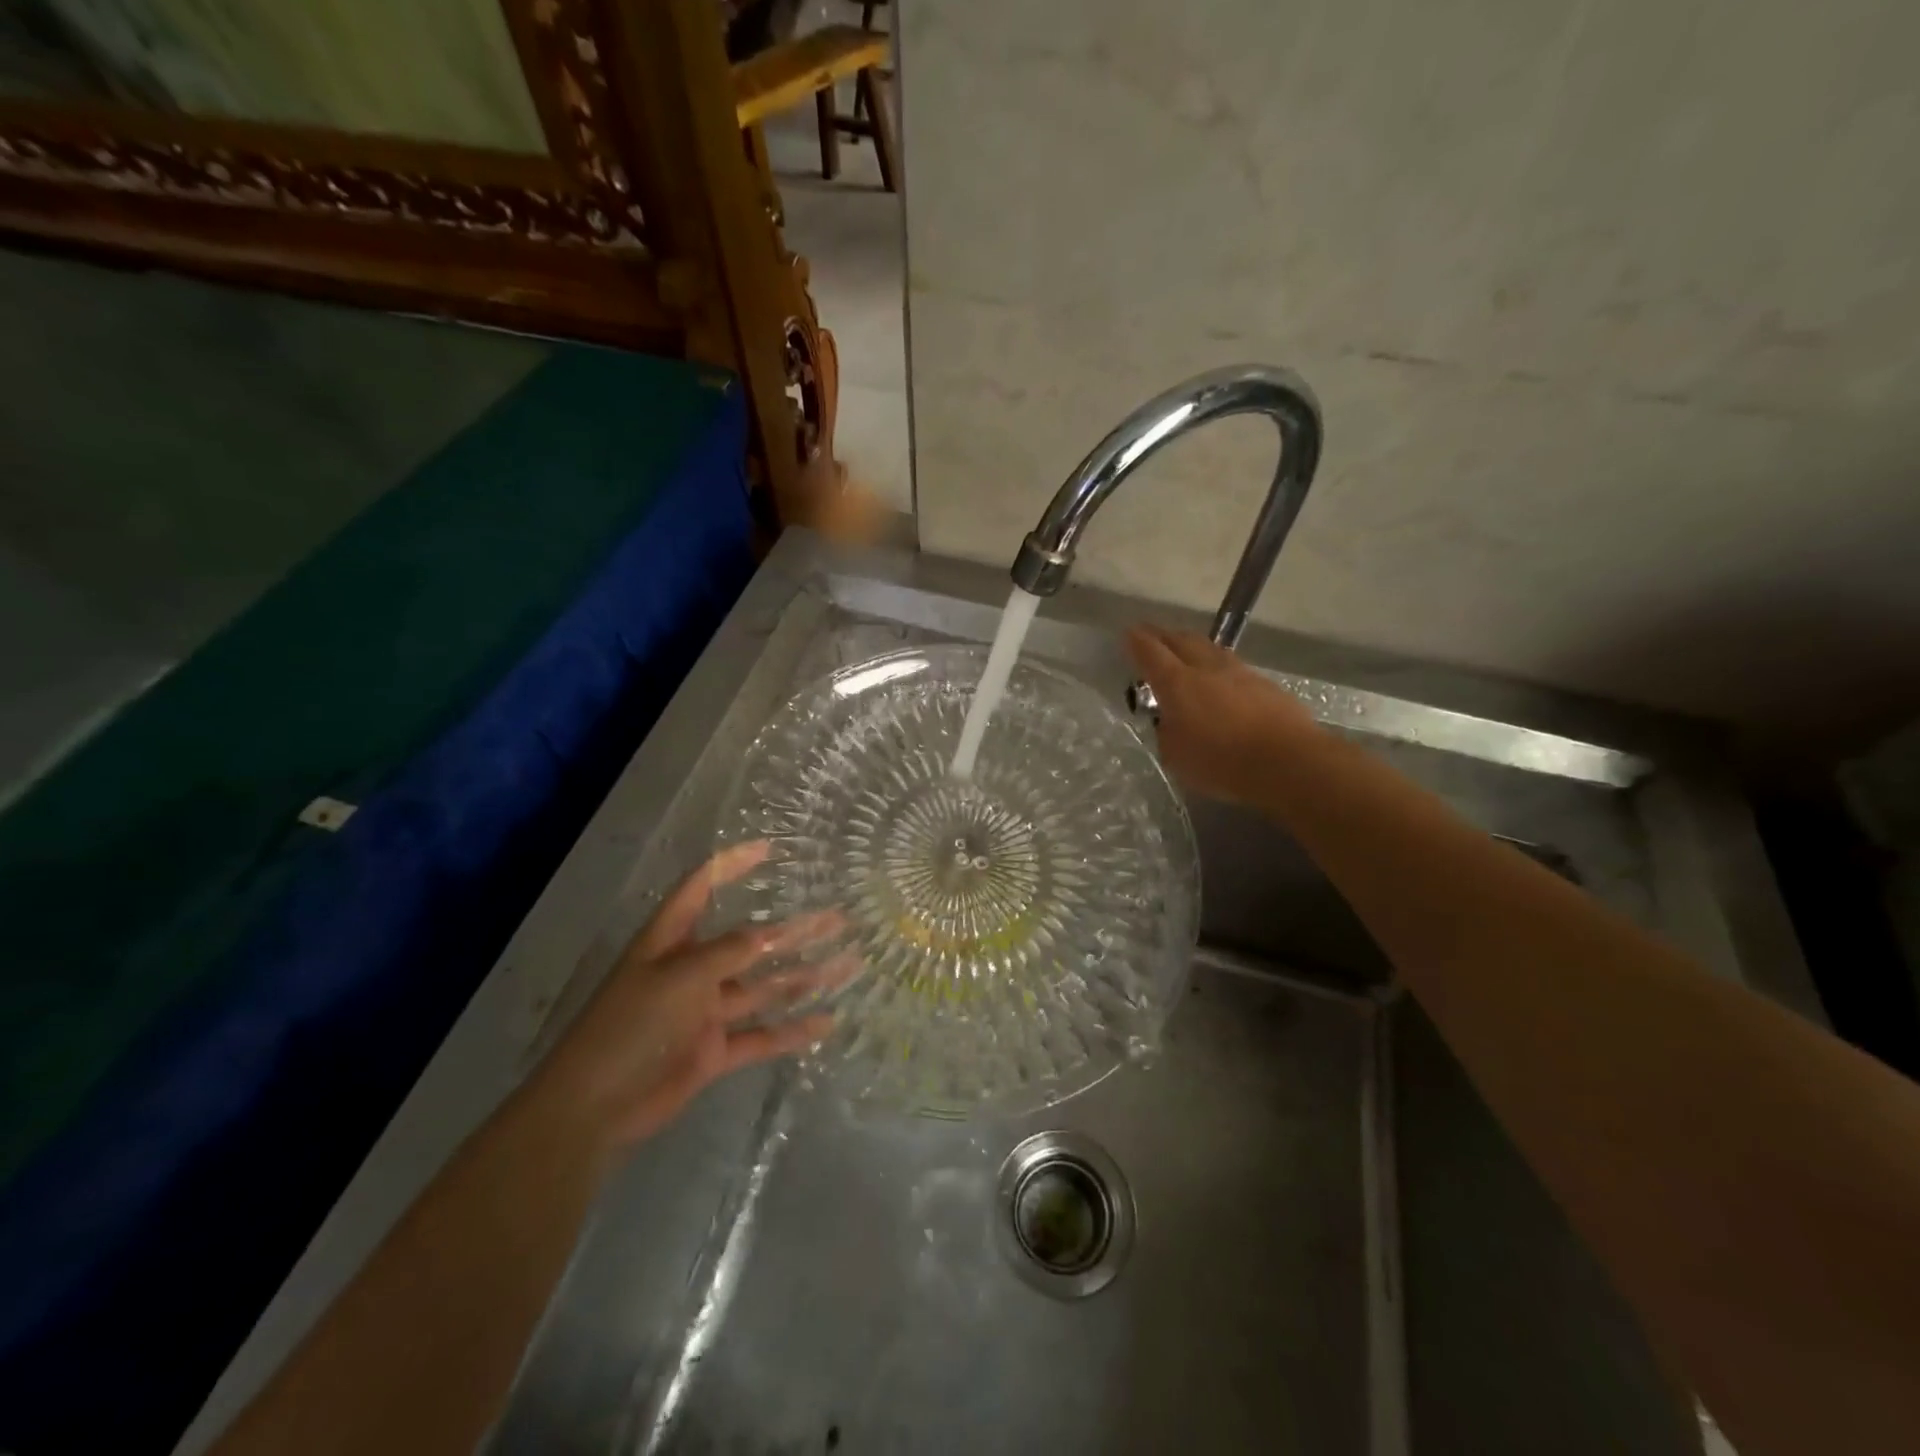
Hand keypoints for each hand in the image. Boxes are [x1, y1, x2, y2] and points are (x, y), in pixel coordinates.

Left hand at [533, 842, 849, 1151]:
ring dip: (804, 976)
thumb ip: (726, 954)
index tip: (770, 849)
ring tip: (848, 964)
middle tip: (838, 918)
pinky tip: (827, 1022)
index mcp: (671, 941)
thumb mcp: (676, 979)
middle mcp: (692, 970)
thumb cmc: (627, 1028)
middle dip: (794, 929)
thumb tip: (771, 934)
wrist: (592, 1110)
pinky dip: (792, 1031)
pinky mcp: (714, 1050)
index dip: (732, 865)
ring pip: (764, 987)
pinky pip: (761, 1035)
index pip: (702, 888)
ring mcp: (706, 1011)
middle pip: (750, 941)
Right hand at [1125, 624, 1318, 803]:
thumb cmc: (1221, 762)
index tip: (1129, 632)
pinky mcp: (1265, 685)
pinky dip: (1219, 666)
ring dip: (1194, 646)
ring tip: (1186, 649)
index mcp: (1177, 684)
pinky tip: (1220, 677)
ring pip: (1210, 649)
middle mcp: (1207, 669)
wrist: (1287, 761)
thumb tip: (1172, 720)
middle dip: (1164, 636)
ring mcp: (1240, 673)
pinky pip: (1234, 667)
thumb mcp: (1176, 755)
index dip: (1137, 641)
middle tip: (1153, 635)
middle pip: (1182, 640)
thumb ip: (1168, 732)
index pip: (1150, 653)